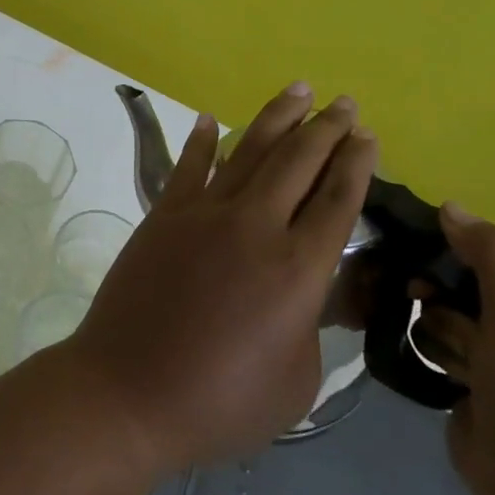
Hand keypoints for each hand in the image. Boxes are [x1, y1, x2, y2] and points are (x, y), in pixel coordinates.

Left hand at [62, 83, 380, 474]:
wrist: (127, 392)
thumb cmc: (219, 403)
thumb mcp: (296, 381)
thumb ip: (312, 325)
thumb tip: (309, 292)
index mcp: (299, 270)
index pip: (338, 201)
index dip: (356, 164)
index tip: (367, 136)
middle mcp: (255, 228)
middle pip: (299, 162)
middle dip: (327, 128)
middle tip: (344, 103)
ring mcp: (203, 215)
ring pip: (248, 152)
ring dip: (276, 118)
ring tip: (299, 91)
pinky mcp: (162, 216)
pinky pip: (188, 167)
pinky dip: (201, 141)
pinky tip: (210, 119)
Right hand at [417, 207, 494, 494]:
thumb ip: (491, 250)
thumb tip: (450, 206)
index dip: (456, 246)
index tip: (420, 257)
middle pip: (468, 274)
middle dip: (441, 289)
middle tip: (420, 299)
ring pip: (447, 307)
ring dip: (439, 327)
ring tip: (454, 358)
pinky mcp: (481, 377)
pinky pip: (442, 341)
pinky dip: (437, 351)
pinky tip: (445, 373)